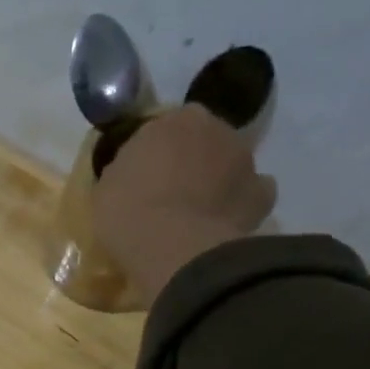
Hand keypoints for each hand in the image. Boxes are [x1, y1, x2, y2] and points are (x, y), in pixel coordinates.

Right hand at [92, 104, 276, 304]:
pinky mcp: (263, 193)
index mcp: (173, 120)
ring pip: (228, 164)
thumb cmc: (128, 212)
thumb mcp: (106, 186)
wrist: (174, 249)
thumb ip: (125, 170)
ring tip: (195, 214)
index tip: (142, 175)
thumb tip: (134, 173)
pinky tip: (221, 224)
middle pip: (202, 140)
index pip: (164, 127)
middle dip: (189, 160)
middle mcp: (215, 127)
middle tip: (168, 193)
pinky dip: (240, 205)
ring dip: (216, 180)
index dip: (154, 151)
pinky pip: (251, 194)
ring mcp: (245, 159)